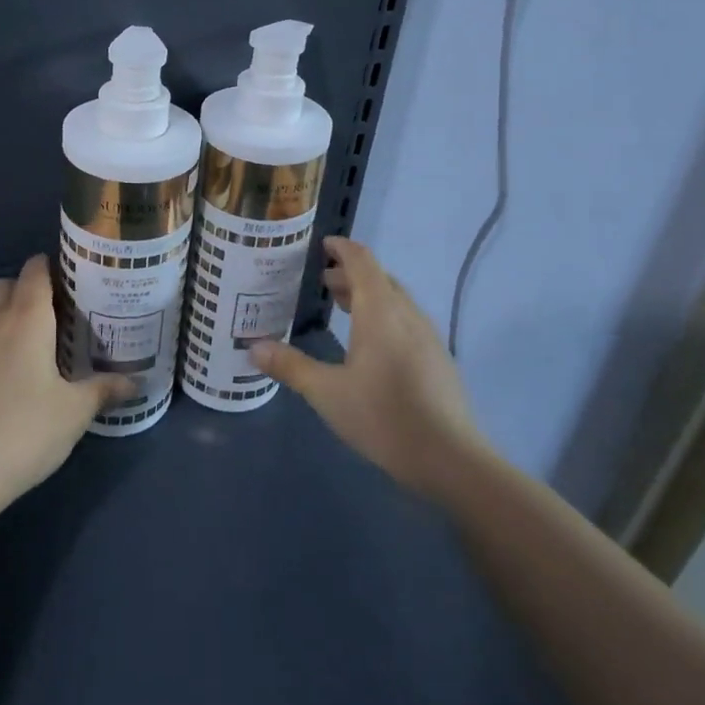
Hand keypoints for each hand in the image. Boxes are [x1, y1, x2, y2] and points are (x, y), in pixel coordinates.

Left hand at [0, 255, 133, 505]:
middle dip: (31, 290)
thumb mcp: (74, 412)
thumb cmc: (24, 431)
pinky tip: (13, 376)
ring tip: (40, 345)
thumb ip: (104, 390)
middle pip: (8, 285)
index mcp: (26, 318)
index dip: (53, 266)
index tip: (76, 279)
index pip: (35, 270)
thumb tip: (135, 383)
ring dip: (11, 317)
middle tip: (61, 314)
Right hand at [253, 236, 485, 501]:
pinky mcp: (438, 358)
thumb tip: (254, 348)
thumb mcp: (327, 393)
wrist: (451, 459)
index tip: (321, 245)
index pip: (361, 261)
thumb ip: (290, 367)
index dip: (341, 248)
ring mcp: (427, 335)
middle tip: (321, 281)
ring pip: (395, 300)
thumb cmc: (383, 417)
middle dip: (350, 274)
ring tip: (342, 305)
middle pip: (379, 278)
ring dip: (368, 295)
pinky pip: (406, 320)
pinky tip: (371, 343)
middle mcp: (406, 314)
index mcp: (380, 311)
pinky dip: (384, 315)